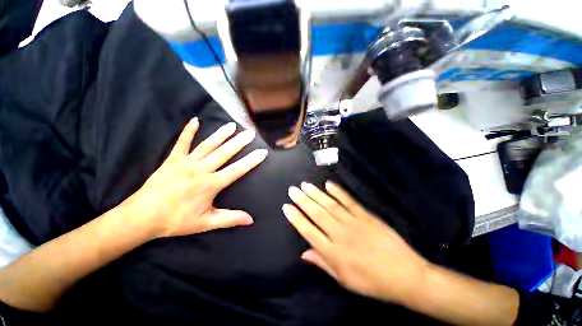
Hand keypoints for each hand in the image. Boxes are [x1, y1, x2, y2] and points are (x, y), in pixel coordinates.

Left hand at [124, 118, 267, 238]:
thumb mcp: (206, 223)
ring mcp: (186, 162)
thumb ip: (230, 219)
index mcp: (211, 184)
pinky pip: (181, 142)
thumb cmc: (176, 220)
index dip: (252, 160)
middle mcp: (201, 170)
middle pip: (225, 153)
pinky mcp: (172, 159)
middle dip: (240, 142)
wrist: (142, 216)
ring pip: (208, 145)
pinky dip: (188, 131)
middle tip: (250, 133)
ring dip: (221, 134)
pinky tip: (195, 120)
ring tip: (232, 125)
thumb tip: (251, 220)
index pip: (237, 170)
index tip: (262, 151)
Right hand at [282, 181, 428, 304]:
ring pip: (330, 205)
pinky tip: (328, 184)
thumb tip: (303, 252)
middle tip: (293, 190)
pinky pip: (349, 201)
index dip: (296, 218)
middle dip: (302, 201)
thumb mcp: (344, 280)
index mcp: (333, 253)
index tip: (287, 207)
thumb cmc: (372, 282)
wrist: (405, 276)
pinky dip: (338, 192)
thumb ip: (322, 263)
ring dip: (316, 194)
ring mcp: (353, 223)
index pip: (308, 231)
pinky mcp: (366, 216)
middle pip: (317, 214)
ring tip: (305, 185)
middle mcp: (340, 235)